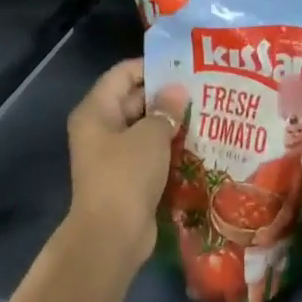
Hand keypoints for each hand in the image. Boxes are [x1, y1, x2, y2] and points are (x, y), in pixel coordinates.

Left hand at [66, 59, 188, 268]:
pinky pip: (149, 153)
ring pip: (144, 128)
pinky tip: (197, 143)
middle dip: (166, 95)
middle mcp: (100, 128)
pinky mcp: (126, 177)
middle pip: (134, 99)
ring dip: (170, 123)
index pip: (122, 74)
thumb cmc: (126, 175)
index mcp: (96, 111)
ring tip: (205, 113)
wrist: (112, 236)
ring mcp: (112, 155)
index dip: (151, 66)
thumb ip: (165, 109)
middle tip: (202, 89)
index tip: (183, 66)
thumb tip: (177, 92)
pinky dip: (168, 147)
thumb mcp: (150, 136)